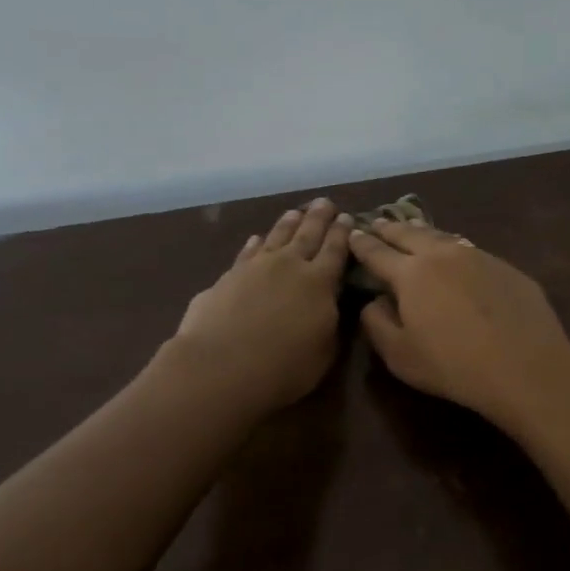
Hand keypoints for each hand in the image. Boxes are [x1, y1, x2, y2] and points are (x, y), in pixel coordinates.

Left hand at [168, 198, 353, 415]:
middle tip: (326, 202)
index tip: (348, 217)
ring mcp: (255, 268)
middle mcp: (289, 266)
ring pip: (276, 237)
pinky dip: (255, 244)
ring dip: (288, 224)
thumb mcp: (324, 351)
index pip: (336, 250)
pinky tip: (257, 239)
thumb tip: (330, 303)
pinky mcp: (227, 277)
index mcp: (320, 283)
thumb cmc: (283, 367)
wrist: (221, 367)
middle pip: (307, 234)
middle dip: (319, 218)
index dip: (342, 233)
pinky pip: (247, 253)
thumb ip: (330, 322)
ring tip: (296, 212)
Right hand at [348, 219, 569, 429]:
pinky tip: (456, 254)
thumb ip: (377, 324)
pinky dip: (454, 248)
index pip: (378, 253)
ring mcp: (478, 257)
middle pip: (410, 234)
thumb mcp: (400, 356)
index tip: (352, 234)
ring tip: (413, 228)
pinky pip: (471, 250)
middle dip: (390, 228)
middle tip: (378, 222)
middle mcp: (443, 255)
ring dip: (423, 232)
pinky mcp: (506, 267)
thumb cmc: (454, 366)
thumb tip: (373, 301)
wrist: (525, 366)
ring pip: (443, 237)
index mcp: (411, 273)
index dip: (362, 244)